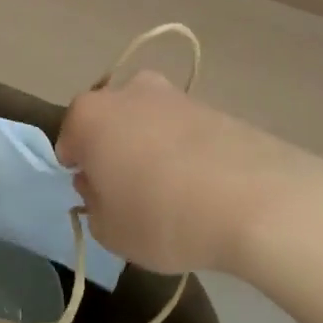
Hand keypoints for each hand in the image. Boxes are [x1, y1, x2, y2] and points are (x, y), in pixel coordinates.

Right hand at [57, 71, 322, 276]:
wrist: (253, 199)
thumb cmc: (161, 216)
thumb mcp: (109, 230)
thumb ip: (93, 204)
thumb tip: (101, 184)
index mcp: (91, 114)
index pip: (69, 139)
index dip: (79, 169)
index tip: (95, 195)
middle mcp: (129, 91)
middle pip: (110, 121)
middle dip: (114, 149)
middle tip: (129, 192)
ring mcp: (175, 95)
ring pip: (149, 122)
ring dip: (151, 148)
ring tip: (172, 192)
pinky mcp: (214, 106)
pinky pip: (184, 130)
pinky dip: (185, 151)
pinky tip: (201, 185)